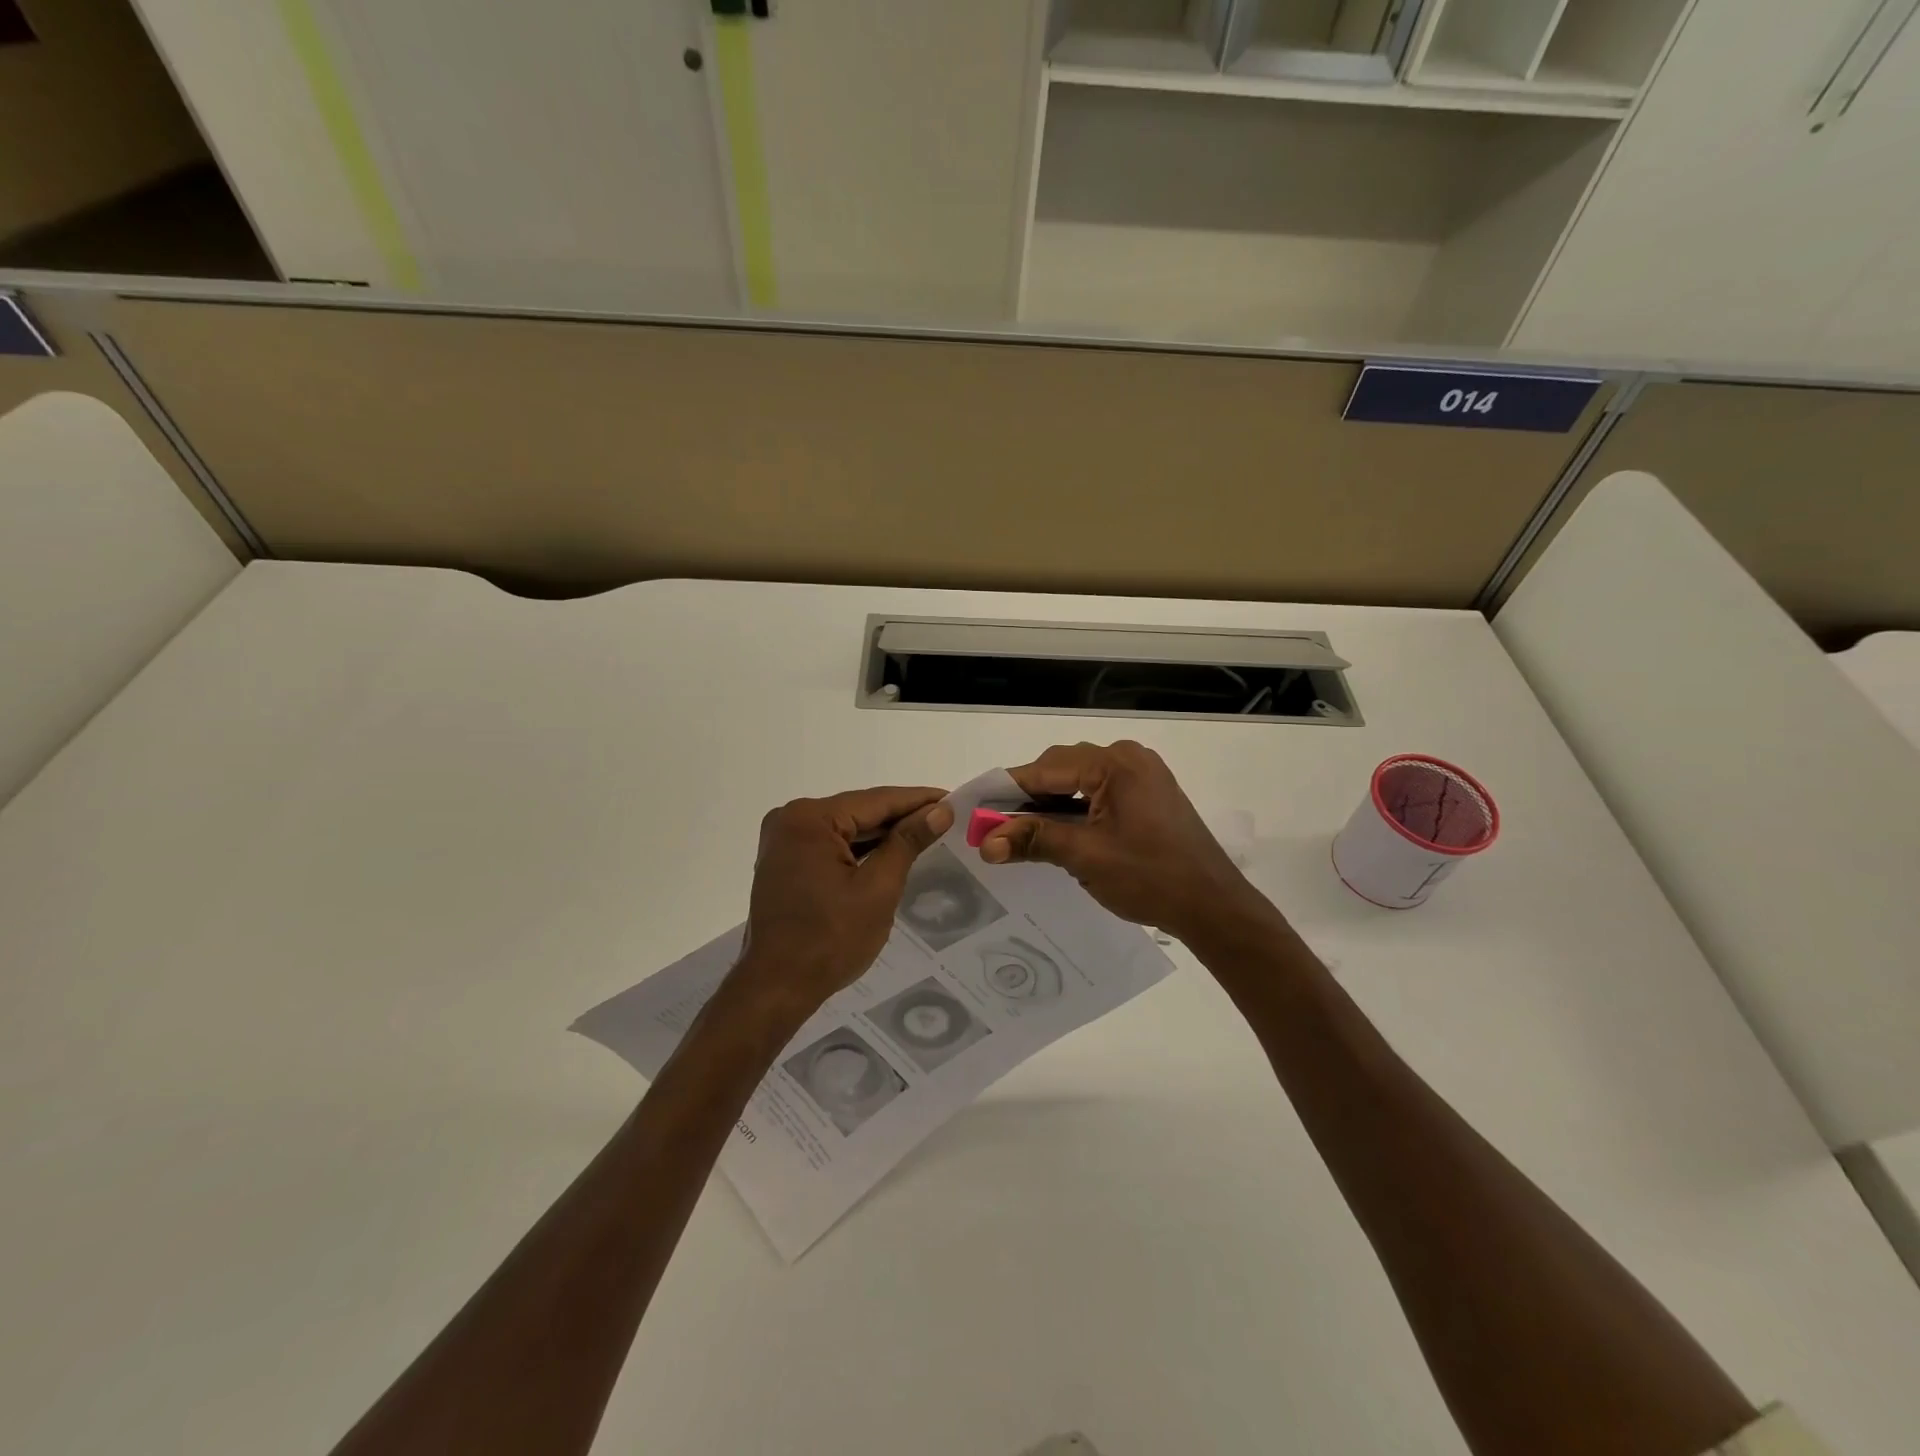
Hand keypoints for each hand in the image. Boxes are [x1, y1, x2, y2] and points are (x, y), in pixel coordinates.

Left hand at [733, 786, 954, 1016]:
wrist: (776, 988)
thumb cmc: (829, 939)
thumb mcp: (878, 888)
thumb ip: (908, 842)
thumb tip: (939, 811)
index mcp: (809, 819)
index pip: (876, 800)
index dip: (918, 800)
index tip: (954, 798)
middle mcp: (791, 819)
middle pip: (859, 812)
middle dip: (902, 817)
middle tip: (946, 817)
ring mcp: (783, 841)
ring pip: (846, 829)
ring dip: (882, 834)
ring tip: (926, 832)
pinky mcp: (784, 862)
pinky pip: (831, 846)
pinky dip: (860, 850)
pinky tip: (890, 853)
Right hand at [979, 741, 1270, 942]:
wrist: (1213, 906)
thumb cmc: (1149, 877)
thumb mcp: (1085, 856)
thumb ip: (1034, 839)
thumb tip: (985, 842)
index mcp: (1116, 763)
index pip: (1047, 769)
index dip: (1008, 790)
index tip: (975, 809)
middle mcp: (1129, 758)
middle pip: (1062, 770)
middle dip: (1028, 797)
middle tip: (996, 828)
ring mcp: (1142, 775)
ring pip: (1079, 782)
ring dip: (1051, 805)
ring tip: (1020, 833)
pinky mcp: (1148, 794)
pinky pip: (1099, 792)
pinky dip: (1075, 810)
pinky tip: (1056, 832)